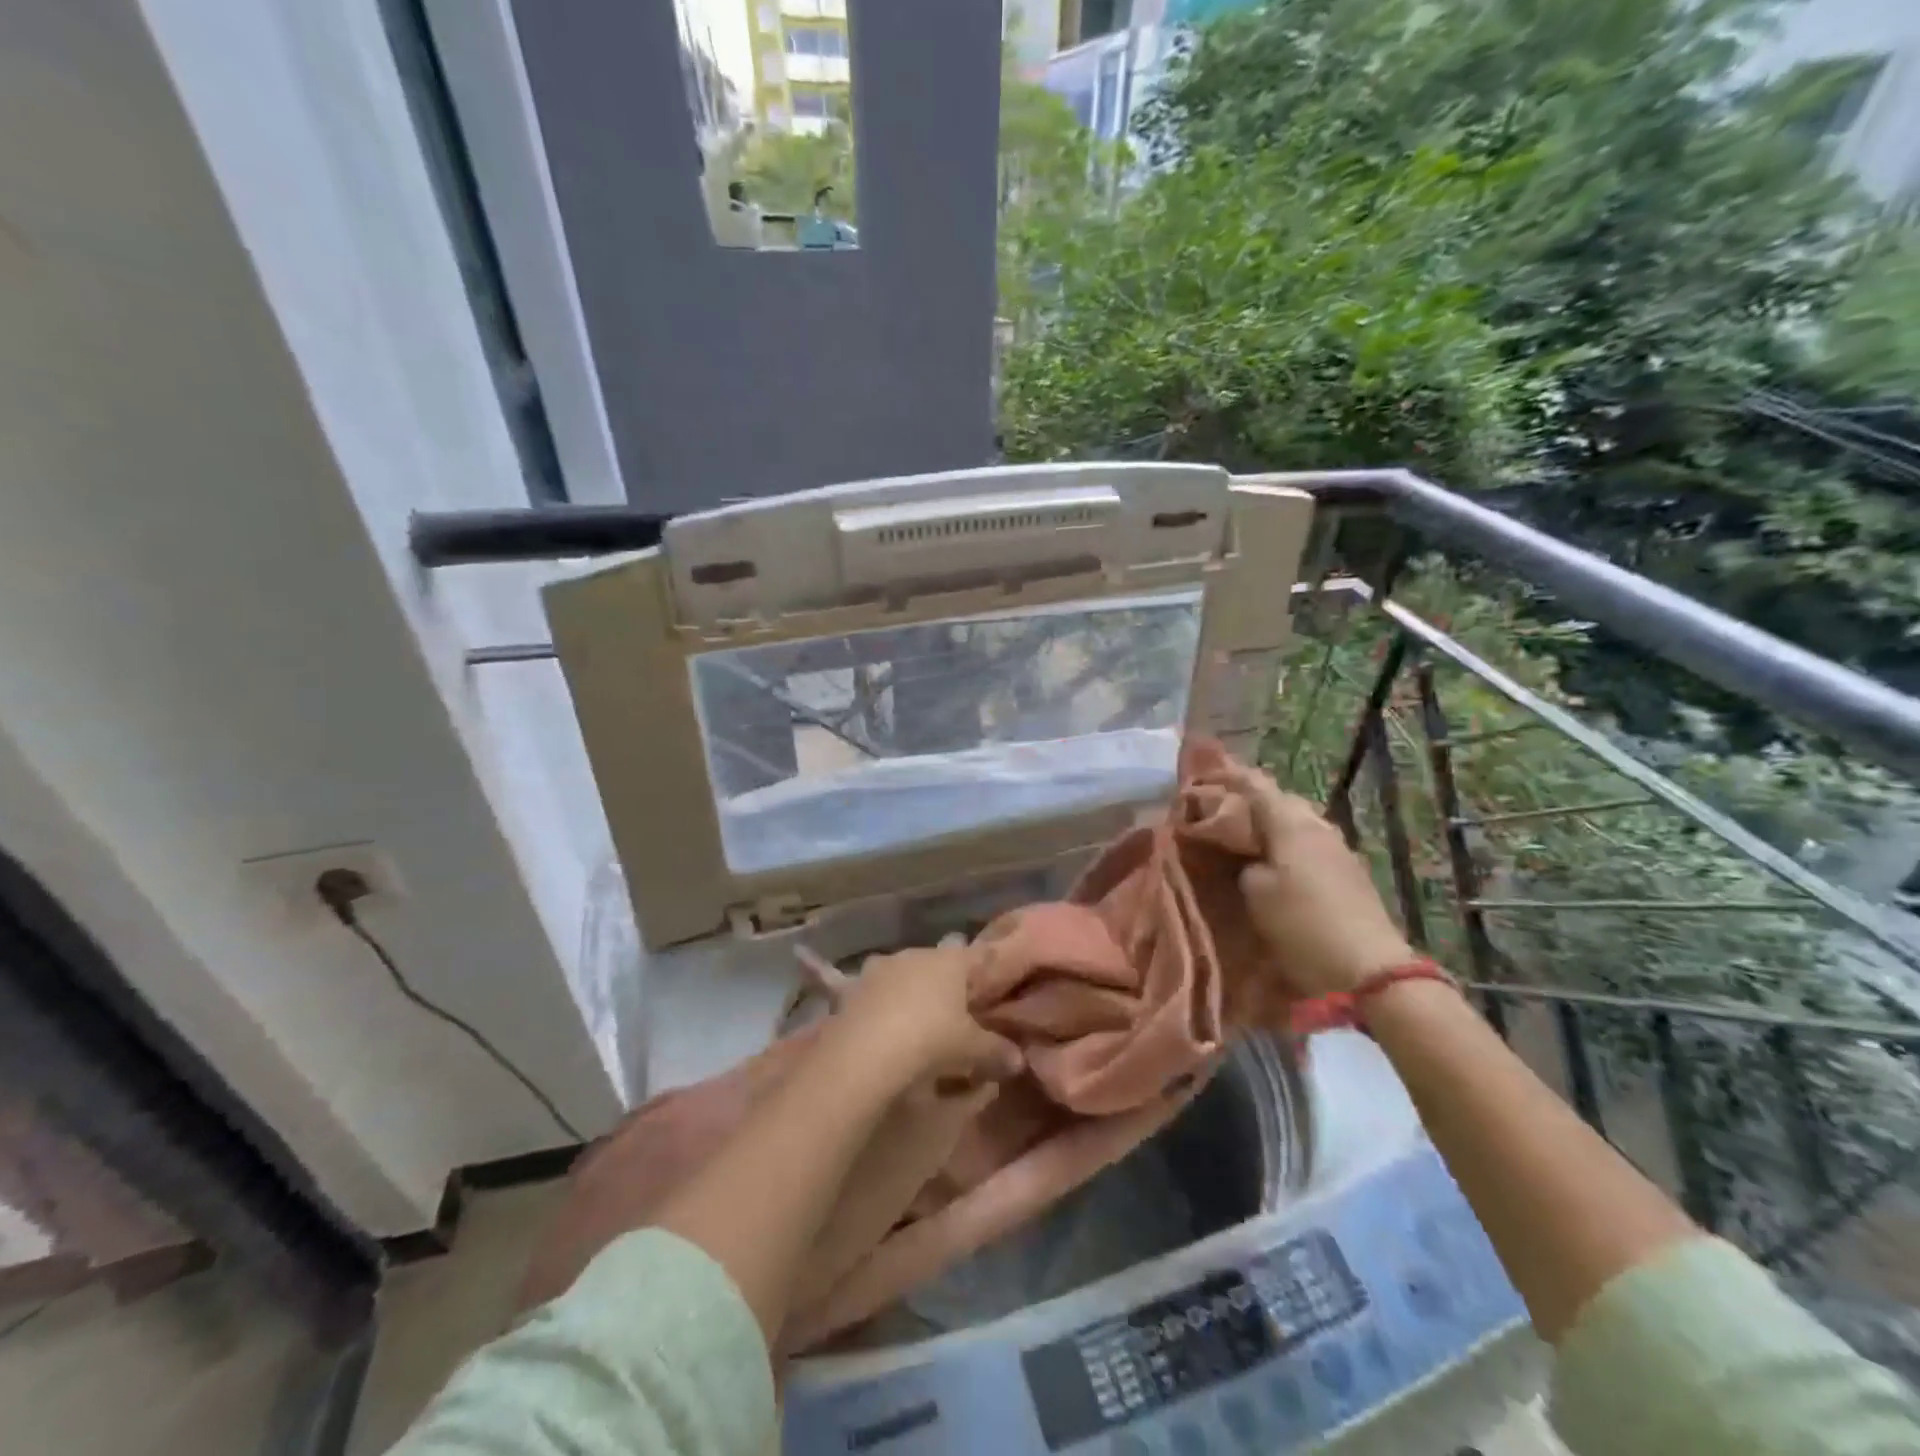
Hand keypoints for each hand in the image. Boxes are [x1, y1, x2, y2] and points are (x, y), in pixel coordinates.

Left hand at [829, 944, 1023, 1095]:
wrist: (862, 1052)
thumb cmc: (929, 1039)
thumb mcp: (972, 1050)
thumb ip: (997, 1051)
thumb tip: (1019, 1059)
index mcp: (950, 959)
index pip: (979, 955)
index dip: (990, 969)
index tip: (997, 982)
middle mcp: (915, 954)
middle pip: (939, 964)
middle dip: (948, 983)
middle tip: (958, 1009)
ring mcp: (880, 968)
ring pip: (905, 976)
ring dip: (912, 993)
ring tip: (920, 1020)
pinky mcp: (852, 989)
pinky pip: (878, 995)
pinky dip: (885, 1008)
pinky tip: (887, 1029)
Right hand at [1216, 761, 1415, 997]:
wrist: (1369, 971)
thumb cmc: (1301, 924)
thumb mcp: (1254, 891)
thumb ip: (1243, 862)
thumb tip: (1244, 855)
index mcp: (1290, 822)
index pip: (1255, 785)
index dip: (1228, 777)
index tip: (1203, 776)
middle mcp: (1317, 826)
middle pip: (1280, 800)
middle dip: (1250, 801)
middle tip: (1220, 811)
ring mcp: (1338, 849)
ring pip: (1297, 823)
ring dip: (1270, 825)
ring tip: (1244, 837)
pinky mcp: (1350, 874)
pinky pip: (1309, 845)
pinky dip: (1287, 845)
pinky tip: (1274, 862)